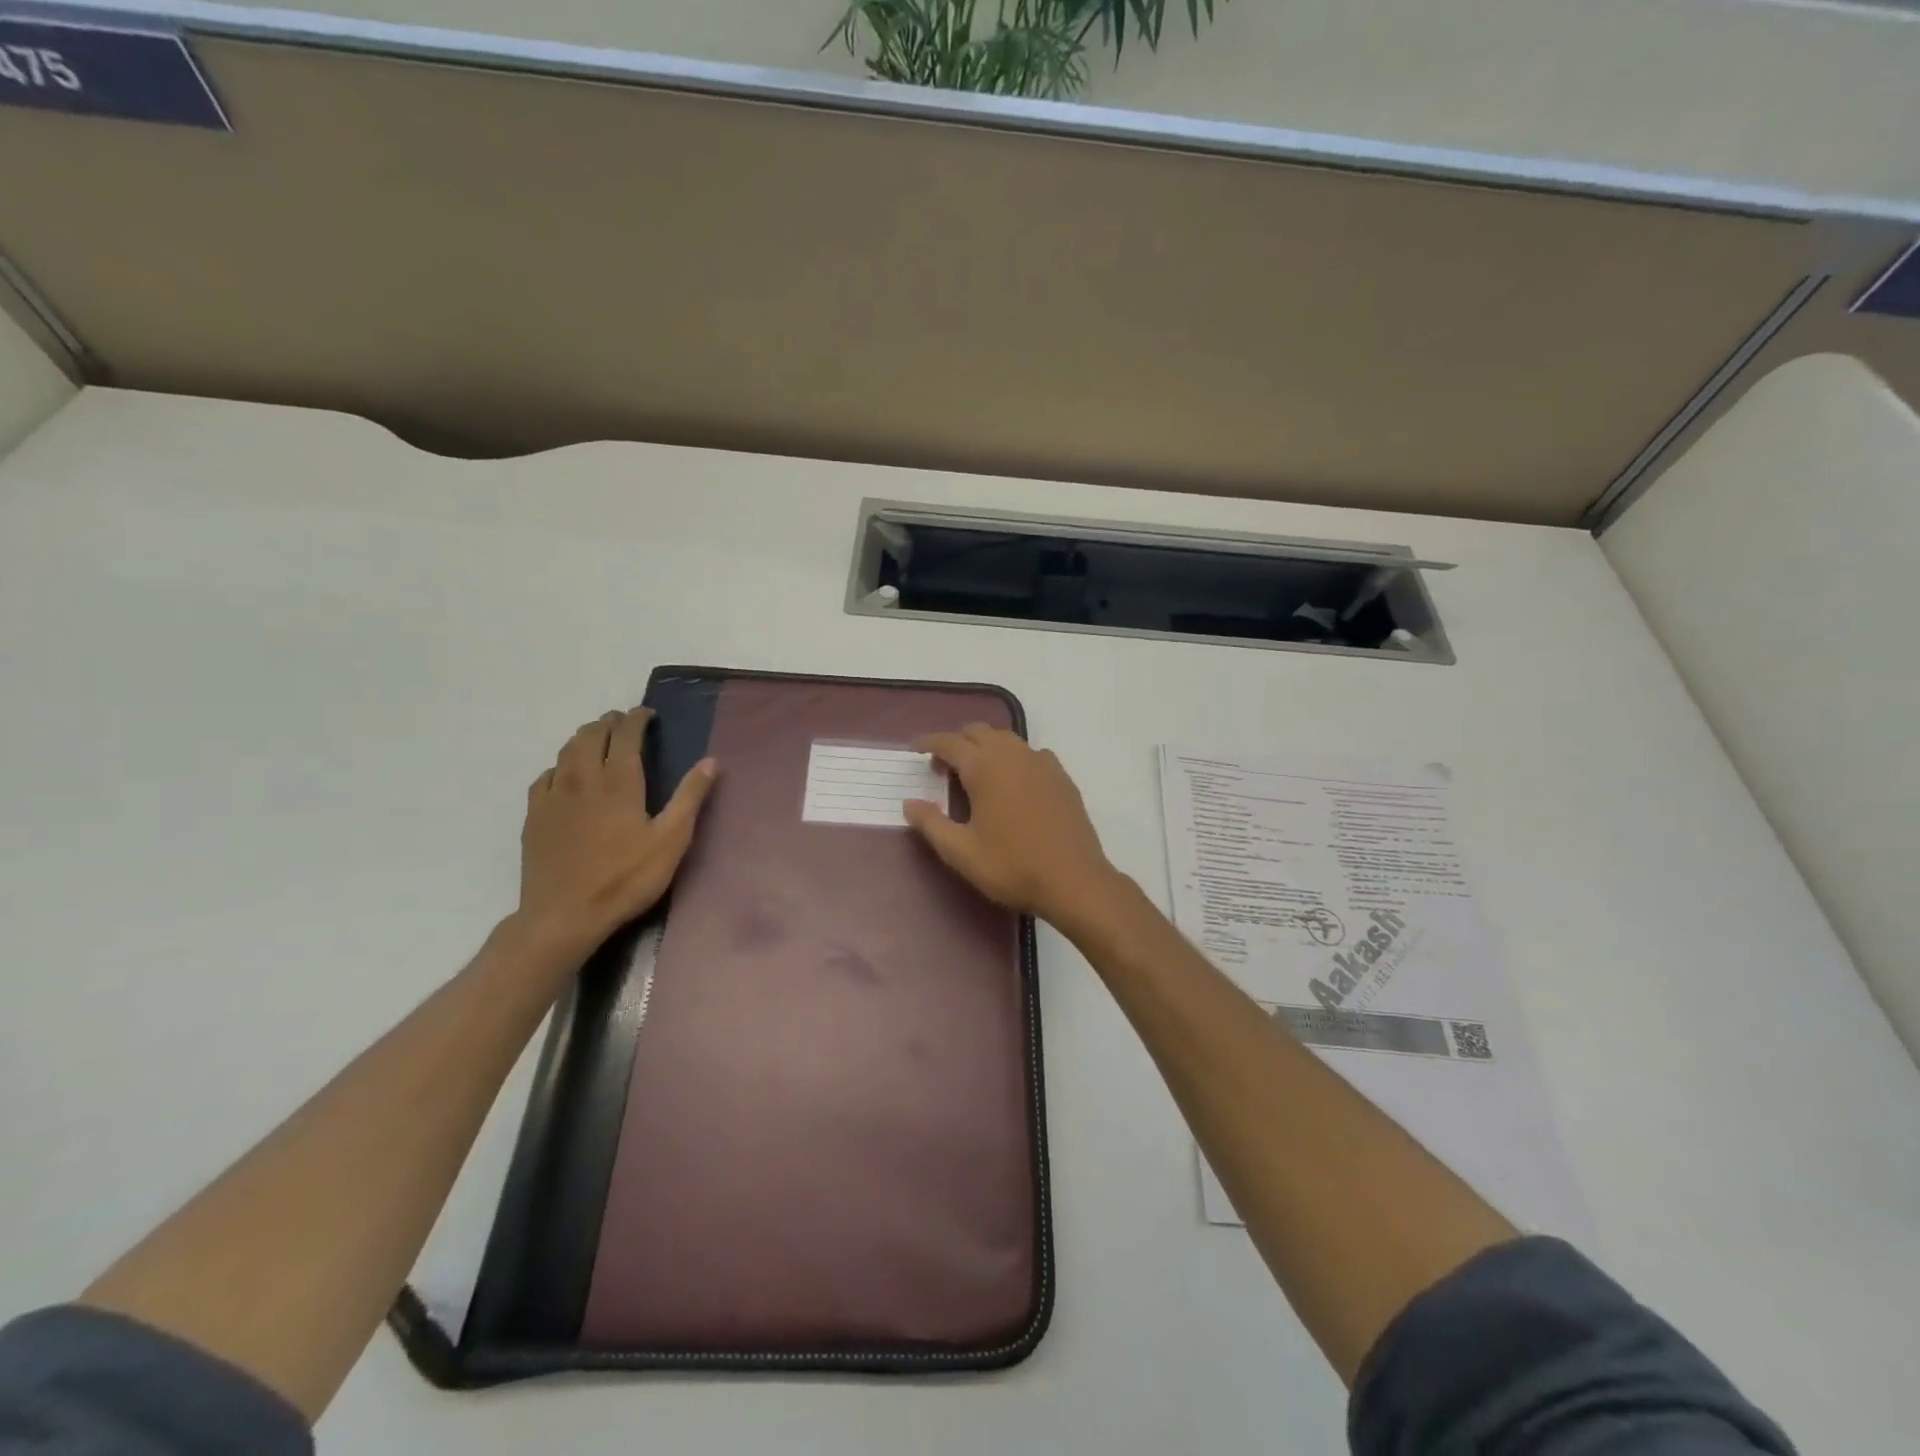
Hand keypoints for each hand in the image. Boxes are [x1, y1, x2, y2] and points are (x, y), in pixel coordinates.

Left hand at [516, 707, 716, 950]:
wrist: (565, 915)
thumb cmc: (626, 878)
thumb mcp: (671, 840)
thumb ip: (690, 797)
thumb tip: (711, 761)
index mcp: (619, 780)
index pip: (626, 734)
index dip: (637, 718)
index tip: (648, 714)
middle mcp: (583, 778)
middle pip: (592, 735)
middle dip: (609, 722)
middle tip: (624, 722)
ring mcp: (554, 796)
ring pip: (566, 750)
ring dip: (584, 737)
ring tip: (598, 738)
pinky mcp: (536, 815)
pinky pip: (546, 776)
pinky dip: (560, 765)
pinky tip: (565, 775)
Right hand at [904, 725, 1121, 926]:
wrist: (1074, 880)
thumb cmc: (1012, 866)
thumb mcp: (961, 852)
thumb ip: (931, 824)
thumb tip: (909, 803)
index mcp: (985, 767)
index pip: (950, 742)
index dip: (930, 743)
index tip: (915, 749)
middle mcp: (1013, 755)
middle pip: (979, 732)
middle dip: (958, 742)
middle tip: (943, 767)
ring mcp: (1042, 763)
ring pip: (1006, 739)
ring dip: (986, 747)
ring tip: (976, 773)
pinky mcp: (1061, 777)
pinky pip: (1031, 754)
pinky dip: (1014, 758)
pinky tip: (1013, 782)